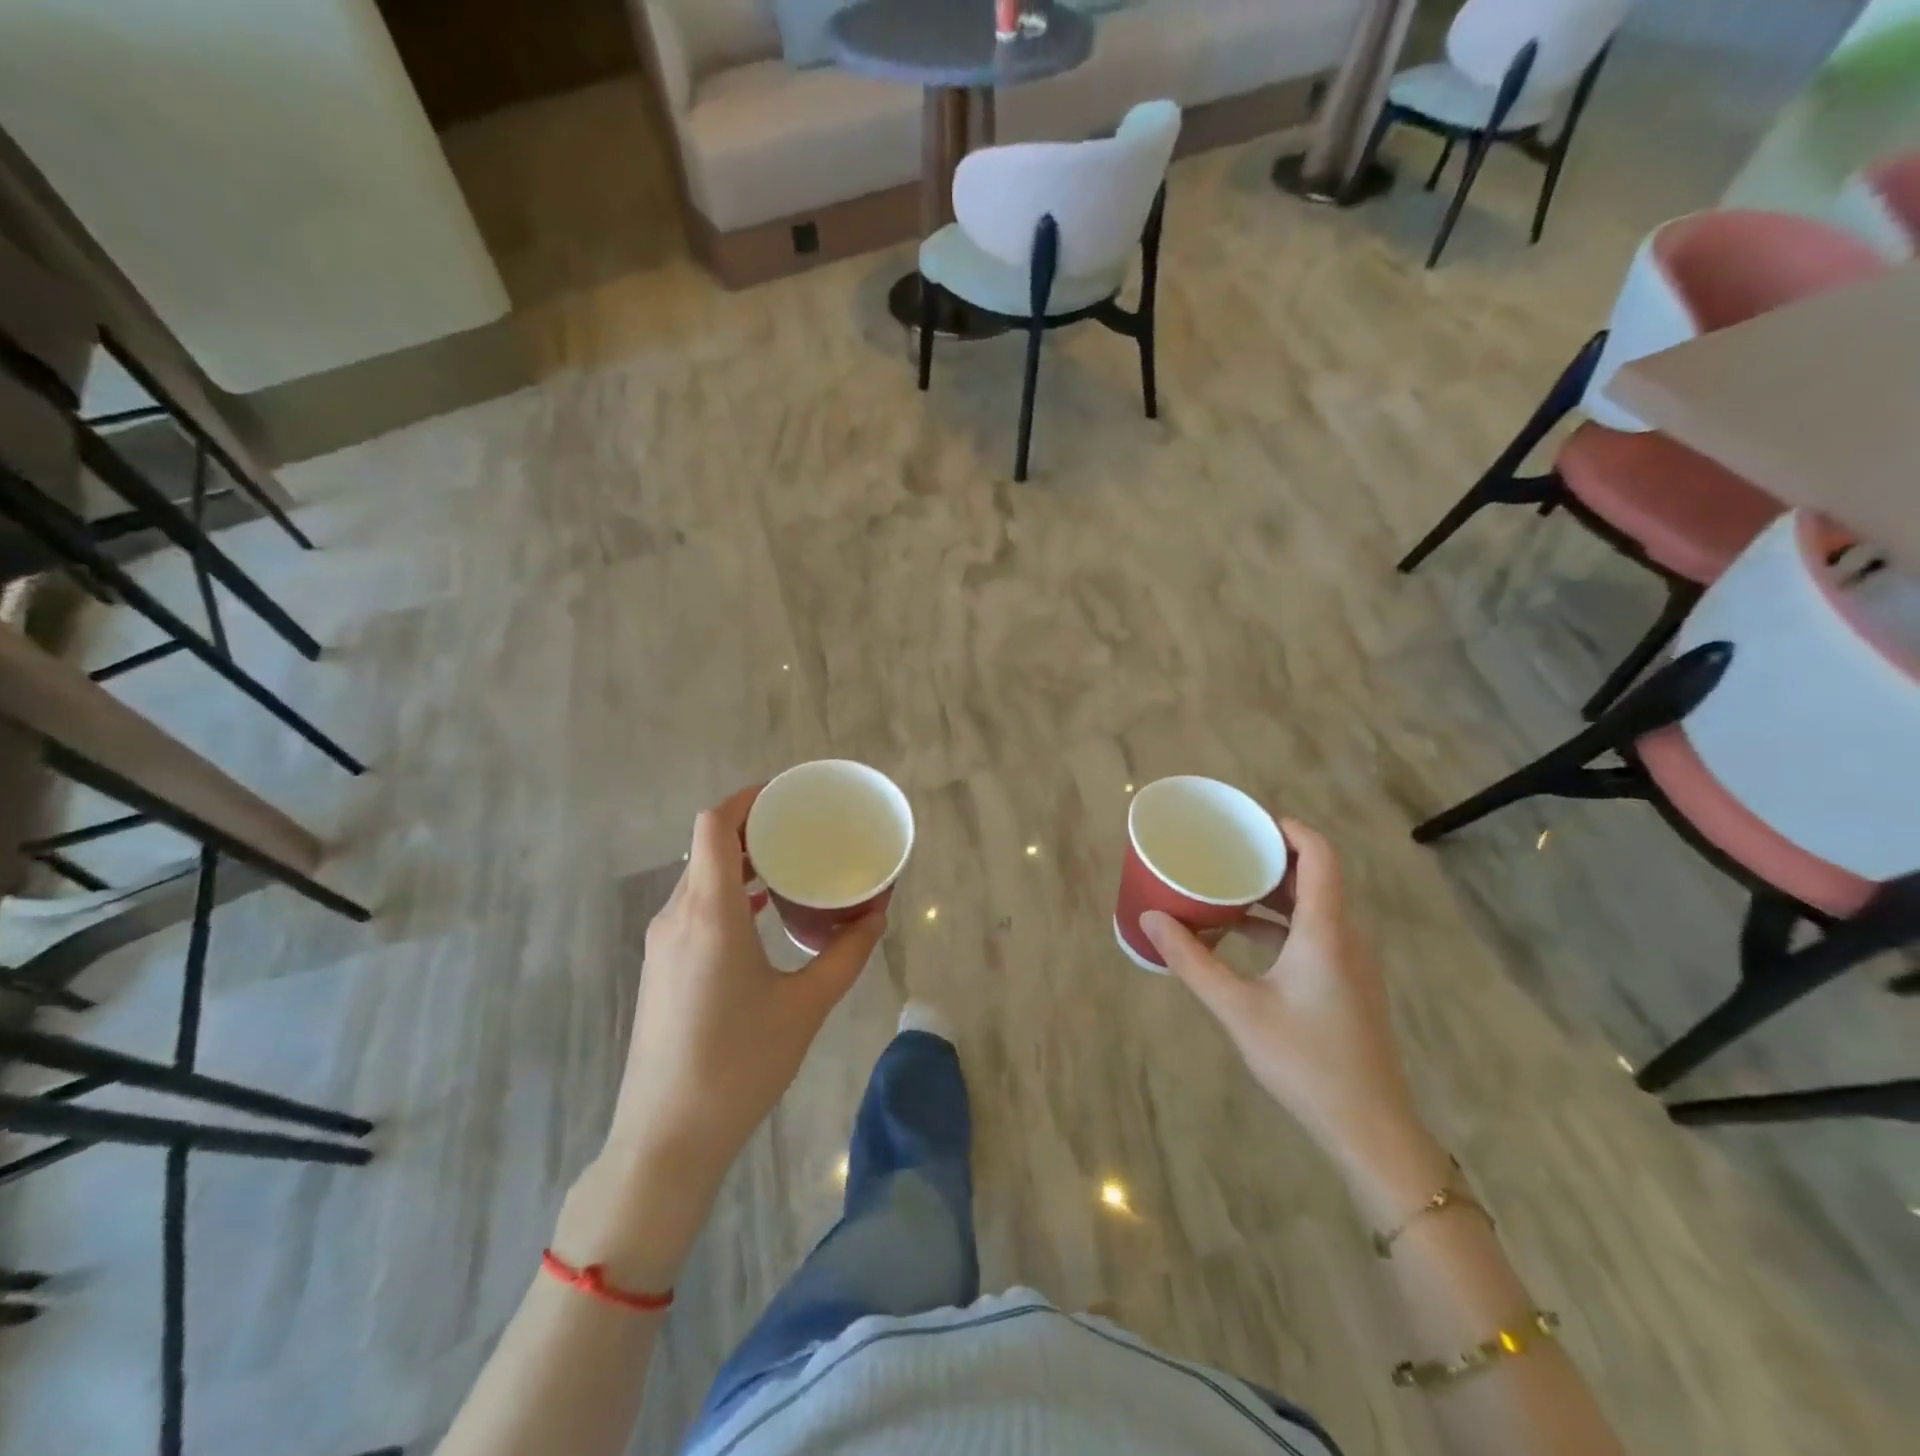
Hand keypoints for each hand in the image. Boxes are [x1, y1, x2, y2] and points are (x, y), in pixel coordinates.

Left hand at [563, 787, 884, 1282]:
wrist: (666, 1138)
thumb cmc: (740, 1064)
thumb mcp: (806, 1005)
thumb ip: (847, 953)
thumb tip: (878, 913)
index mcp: (709, 913)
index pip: (715, 825)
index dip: (747, 799)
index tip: (787, 796)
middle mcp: (678, 916)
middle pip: (708, 847)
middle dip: (753, 828)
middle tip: (803, 828)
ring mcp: (663, 943)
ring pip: (699, 878)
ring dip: (740, 862)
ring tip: (789, 864)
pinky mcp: (661, 968)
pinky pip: (694, 907)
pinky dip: (728, 894)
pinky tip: (762, 912)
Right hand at [1143, 820, 1428, 1169]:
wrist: (1370, 1128)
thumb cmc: (1305, 1061)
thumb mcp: (1238, 1009)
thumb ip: (1192, 961)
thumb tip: (1151, 918)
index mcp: (1325, 930)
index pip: (1319, 854)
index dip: (1288, 828)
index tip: (1247, 822)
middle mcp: (1346, 936)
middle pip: (1316, 875)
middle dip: (1271, 857)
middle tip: (1224, 850)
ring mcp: (1352, 961)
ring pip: (1315, 905)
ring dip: (1274, 891)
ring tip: (1226, 886)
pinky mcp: (1349, 983)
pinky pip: (1315, 932)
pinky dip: (1280, 922)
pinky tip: (1242, 936)